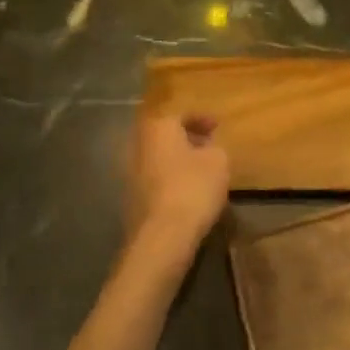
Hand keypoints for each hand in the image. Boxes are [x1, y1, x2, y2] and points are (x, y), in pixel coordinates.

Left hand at [125, 112, 229, 252]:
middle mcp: (139, 145)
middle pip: (164, 135)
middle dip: (186, 138)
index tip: (217, 126)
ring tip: (200, 169)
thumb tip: (207, 149)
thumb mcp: (219, 161)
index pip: (180, 114)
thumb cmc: (193, 187)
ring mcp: (130, 173)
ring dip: (177, 159)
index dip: (201, 119)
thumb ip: (214, 147)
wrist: (163, 235)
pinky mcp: (130, 198)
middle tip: (208, 145)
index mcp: (159, 128)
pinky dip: (169, 178)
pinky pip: (154, 178)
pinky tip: (186, 190)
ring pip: (158, 157)